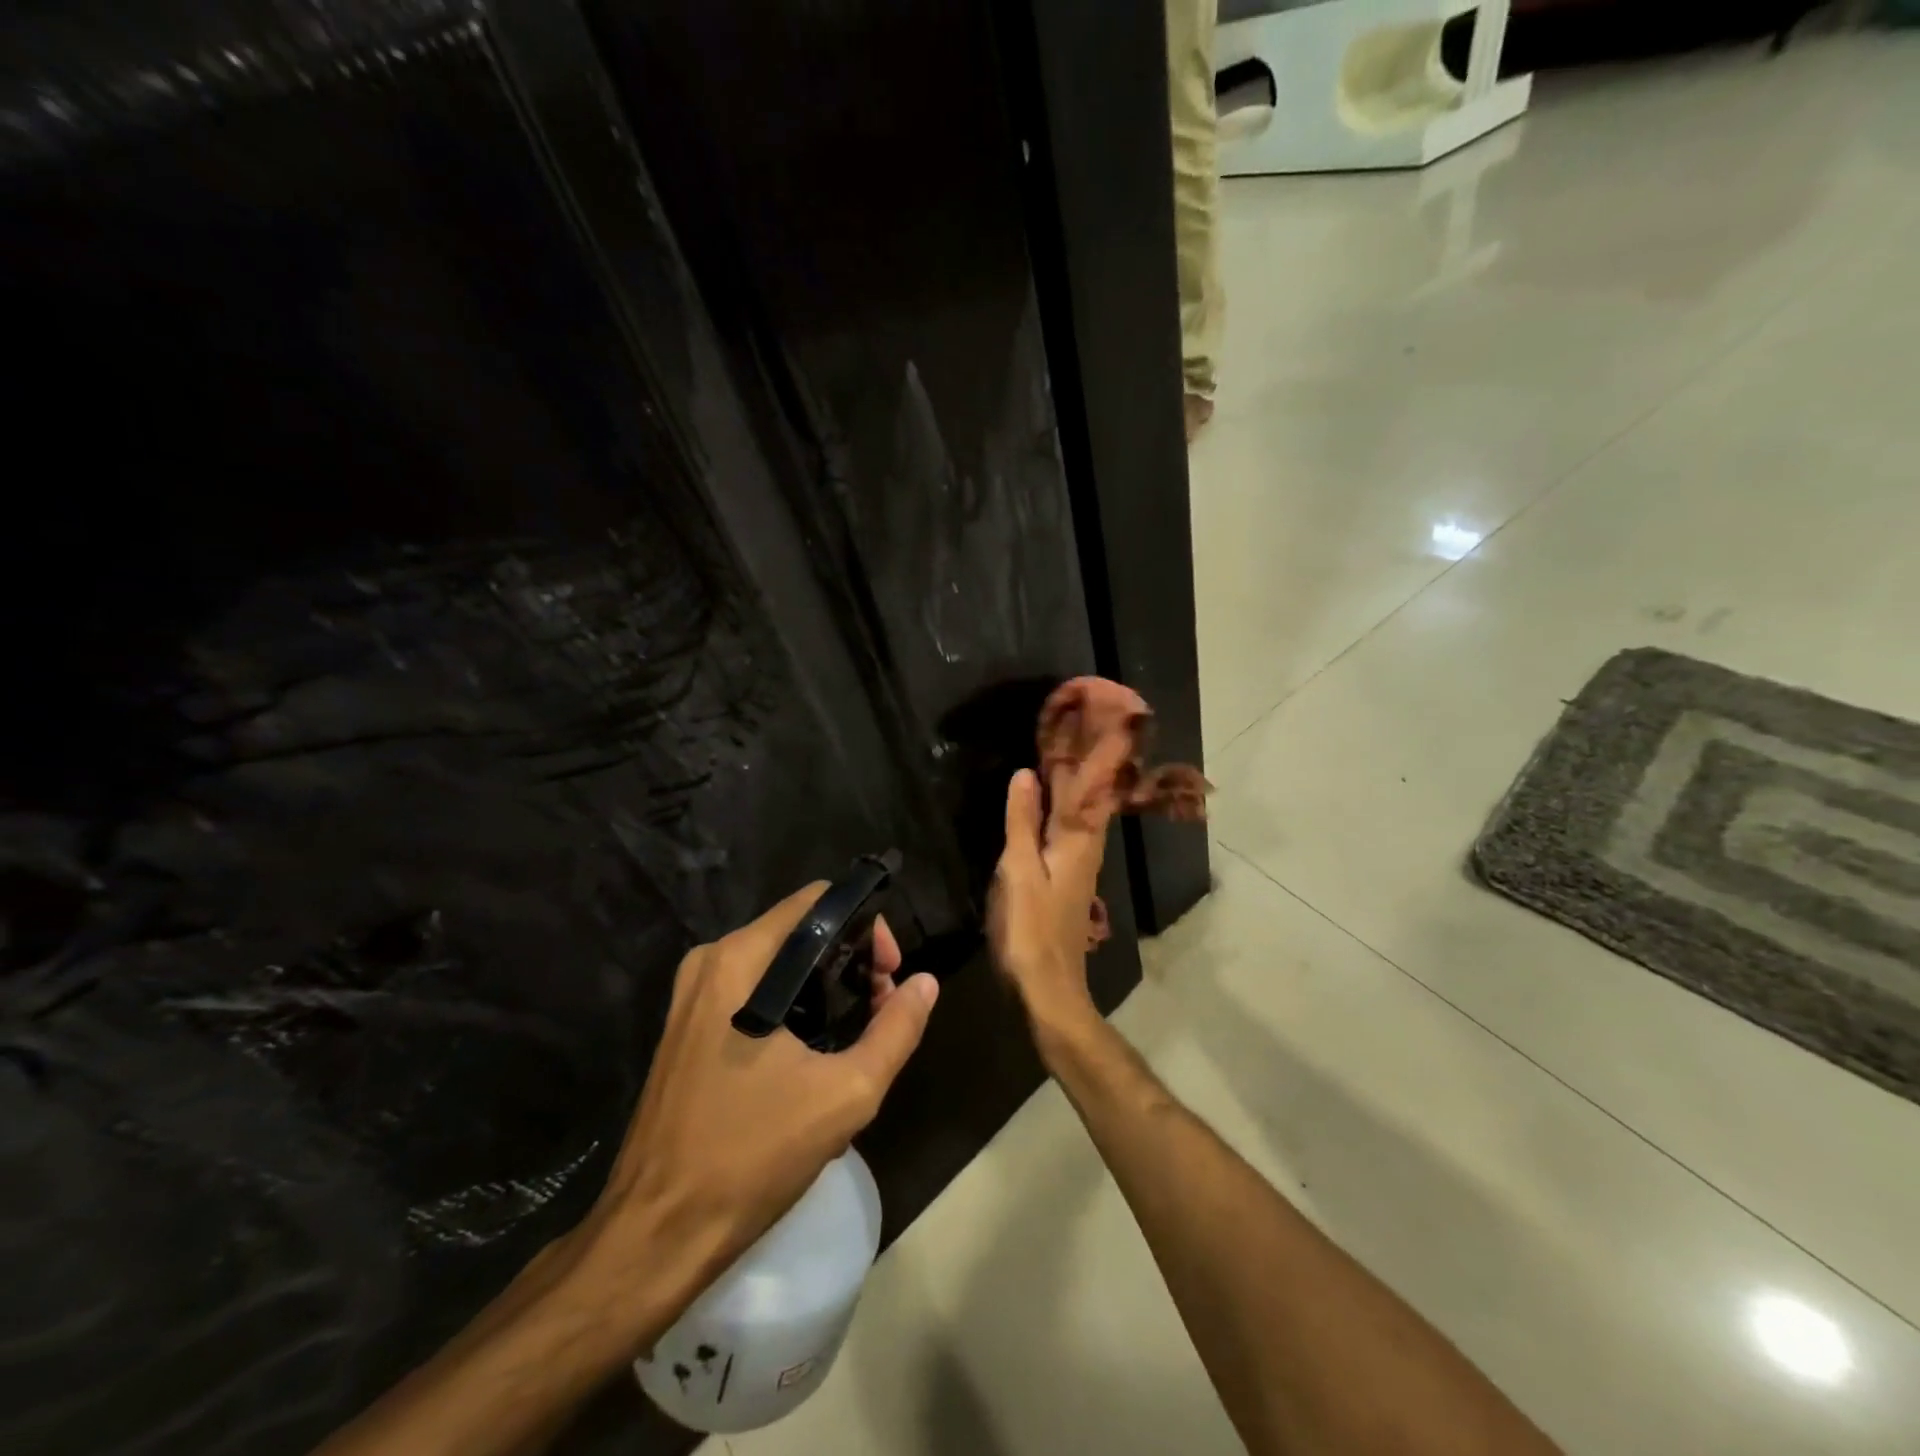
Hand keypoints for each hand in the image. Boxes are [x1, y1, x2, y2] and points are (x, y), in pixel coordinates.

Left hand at [577, 884, 938, 1297]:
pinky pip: (752, 993)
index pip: (817, 901)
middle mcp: (711, 962)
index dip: (865, 927)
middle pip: (798, 931)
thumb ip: (895, 1030)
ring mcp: (691, 996)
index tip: (889, 974)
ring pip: (777, 964)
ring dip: (824, 988)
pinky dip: (792, 1007)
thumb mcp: (846, 1094)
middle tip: (880, 1008)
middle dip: (849, 961)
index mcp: (740, 960)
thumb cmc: (752, 1155)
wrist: (658, 1234)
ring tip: (856, 1037)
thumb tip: (925, 983)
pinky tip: (814, 1057)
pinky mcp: (685, 1028)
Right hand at [987, 743, 1127, 1041]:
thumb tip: (1024, 775)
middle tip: (1077, 728)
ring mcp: (1077, 867)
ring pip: (1078, 815)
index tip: (1090, 721)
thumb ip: (1022, 822)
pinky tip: (1048, 808)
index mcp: (1076, 841)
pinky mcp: (1066, 883)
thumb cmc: (1030, 929)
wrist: (1047, 988)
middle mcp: (1084, 849)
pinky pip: (1066, 832)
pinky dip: (1060, 810)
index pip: (1084, 786)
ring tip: (1061, 755)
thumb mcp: (1018, 871)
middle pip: (1086, 798)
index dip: (1086, 754)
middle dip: (1084, 764)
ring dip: (1072, 785)